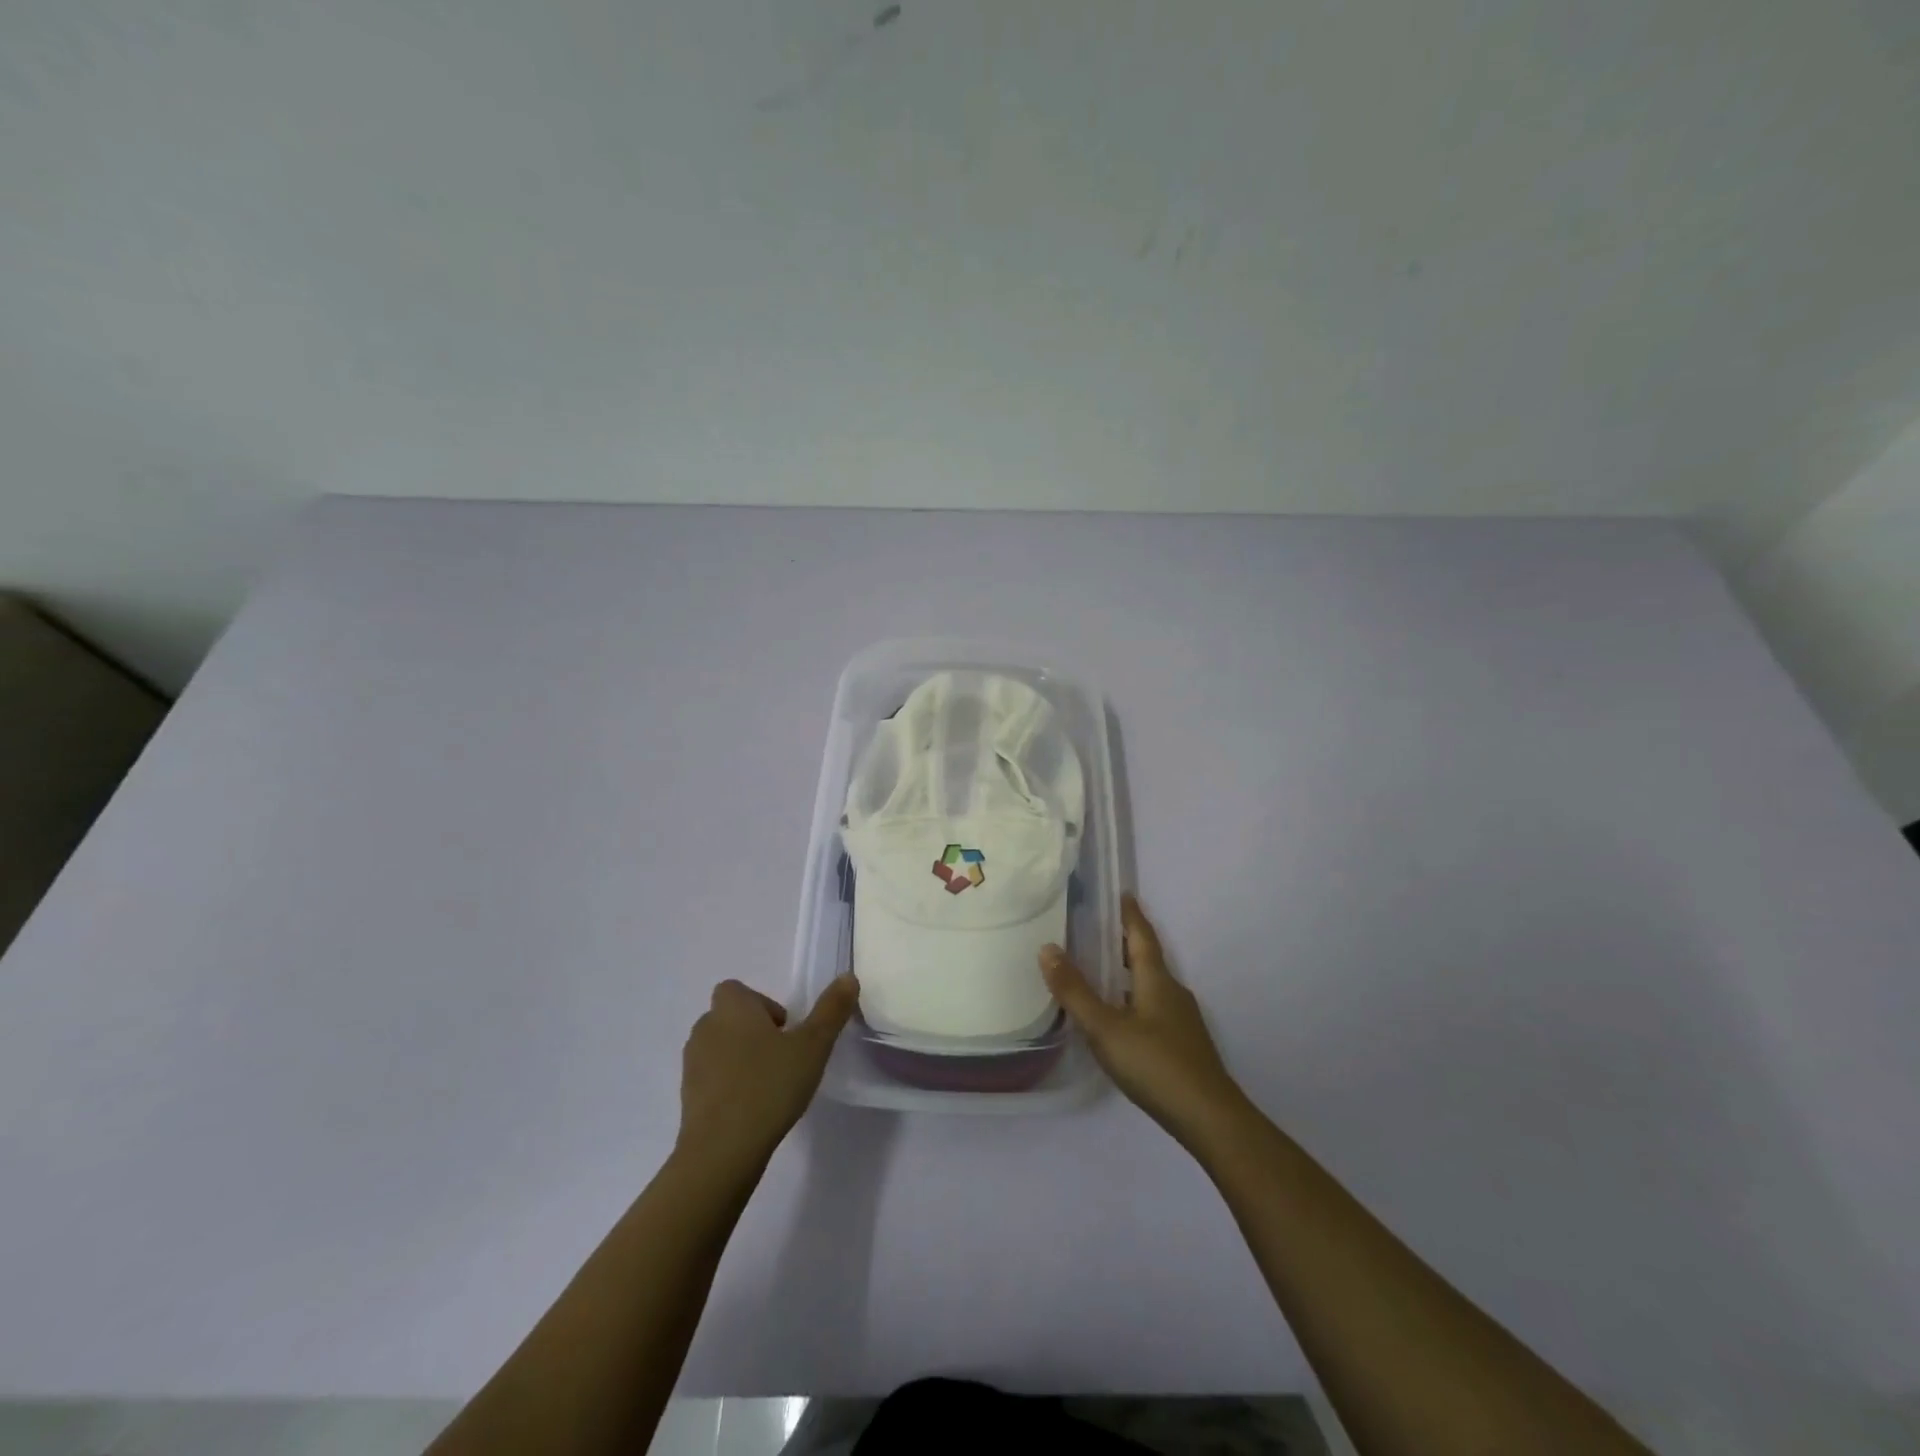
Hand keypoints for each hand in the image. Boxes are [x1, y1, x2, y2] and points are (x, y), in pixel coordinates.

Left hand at [676, 976, 858, 1174]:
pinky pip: (712, 1079)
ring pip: (720, 1048)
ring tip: (769, 1084)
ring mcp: (692, 1064)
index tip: (785, 1030)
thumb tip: (848, 977)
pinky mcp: (687, 1097)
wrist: (721, 1151)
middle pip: (730, 1018)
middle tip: (783, 1057)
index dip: (762, 1004)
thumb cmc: (769, 1086)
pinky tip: (751, 1109)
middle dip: (754, 1031)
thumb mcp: (813, 1046)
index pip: (738, 990)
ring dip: (741, 1058)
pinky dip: (729, 1085)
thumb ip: (831, 1010)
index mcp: (732, 1008)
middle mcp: (706, 1028)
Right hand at [1041, 896, 1246, 1149]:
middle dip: (1126, 941)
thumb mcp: (1105, 1028)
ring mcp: (1181, 1020)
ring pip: (1151, 985)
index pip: (1142, 936)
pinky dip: (1133, 999)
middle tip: (1099, 928)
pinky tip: (1119, 1018)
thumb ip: (1075, 991)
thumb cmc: (1155, 1065)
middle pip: (1147, 958)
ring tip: (1101, 970)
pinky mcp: (1183, 1045)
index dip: (1130, 914)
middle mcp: (1173, 992)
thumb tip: (1047, 948)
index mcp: (1157, 980)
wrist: (1209, 1118)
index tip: (1122, 893)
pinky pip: (1153, 1007)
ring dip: (1128, 972)